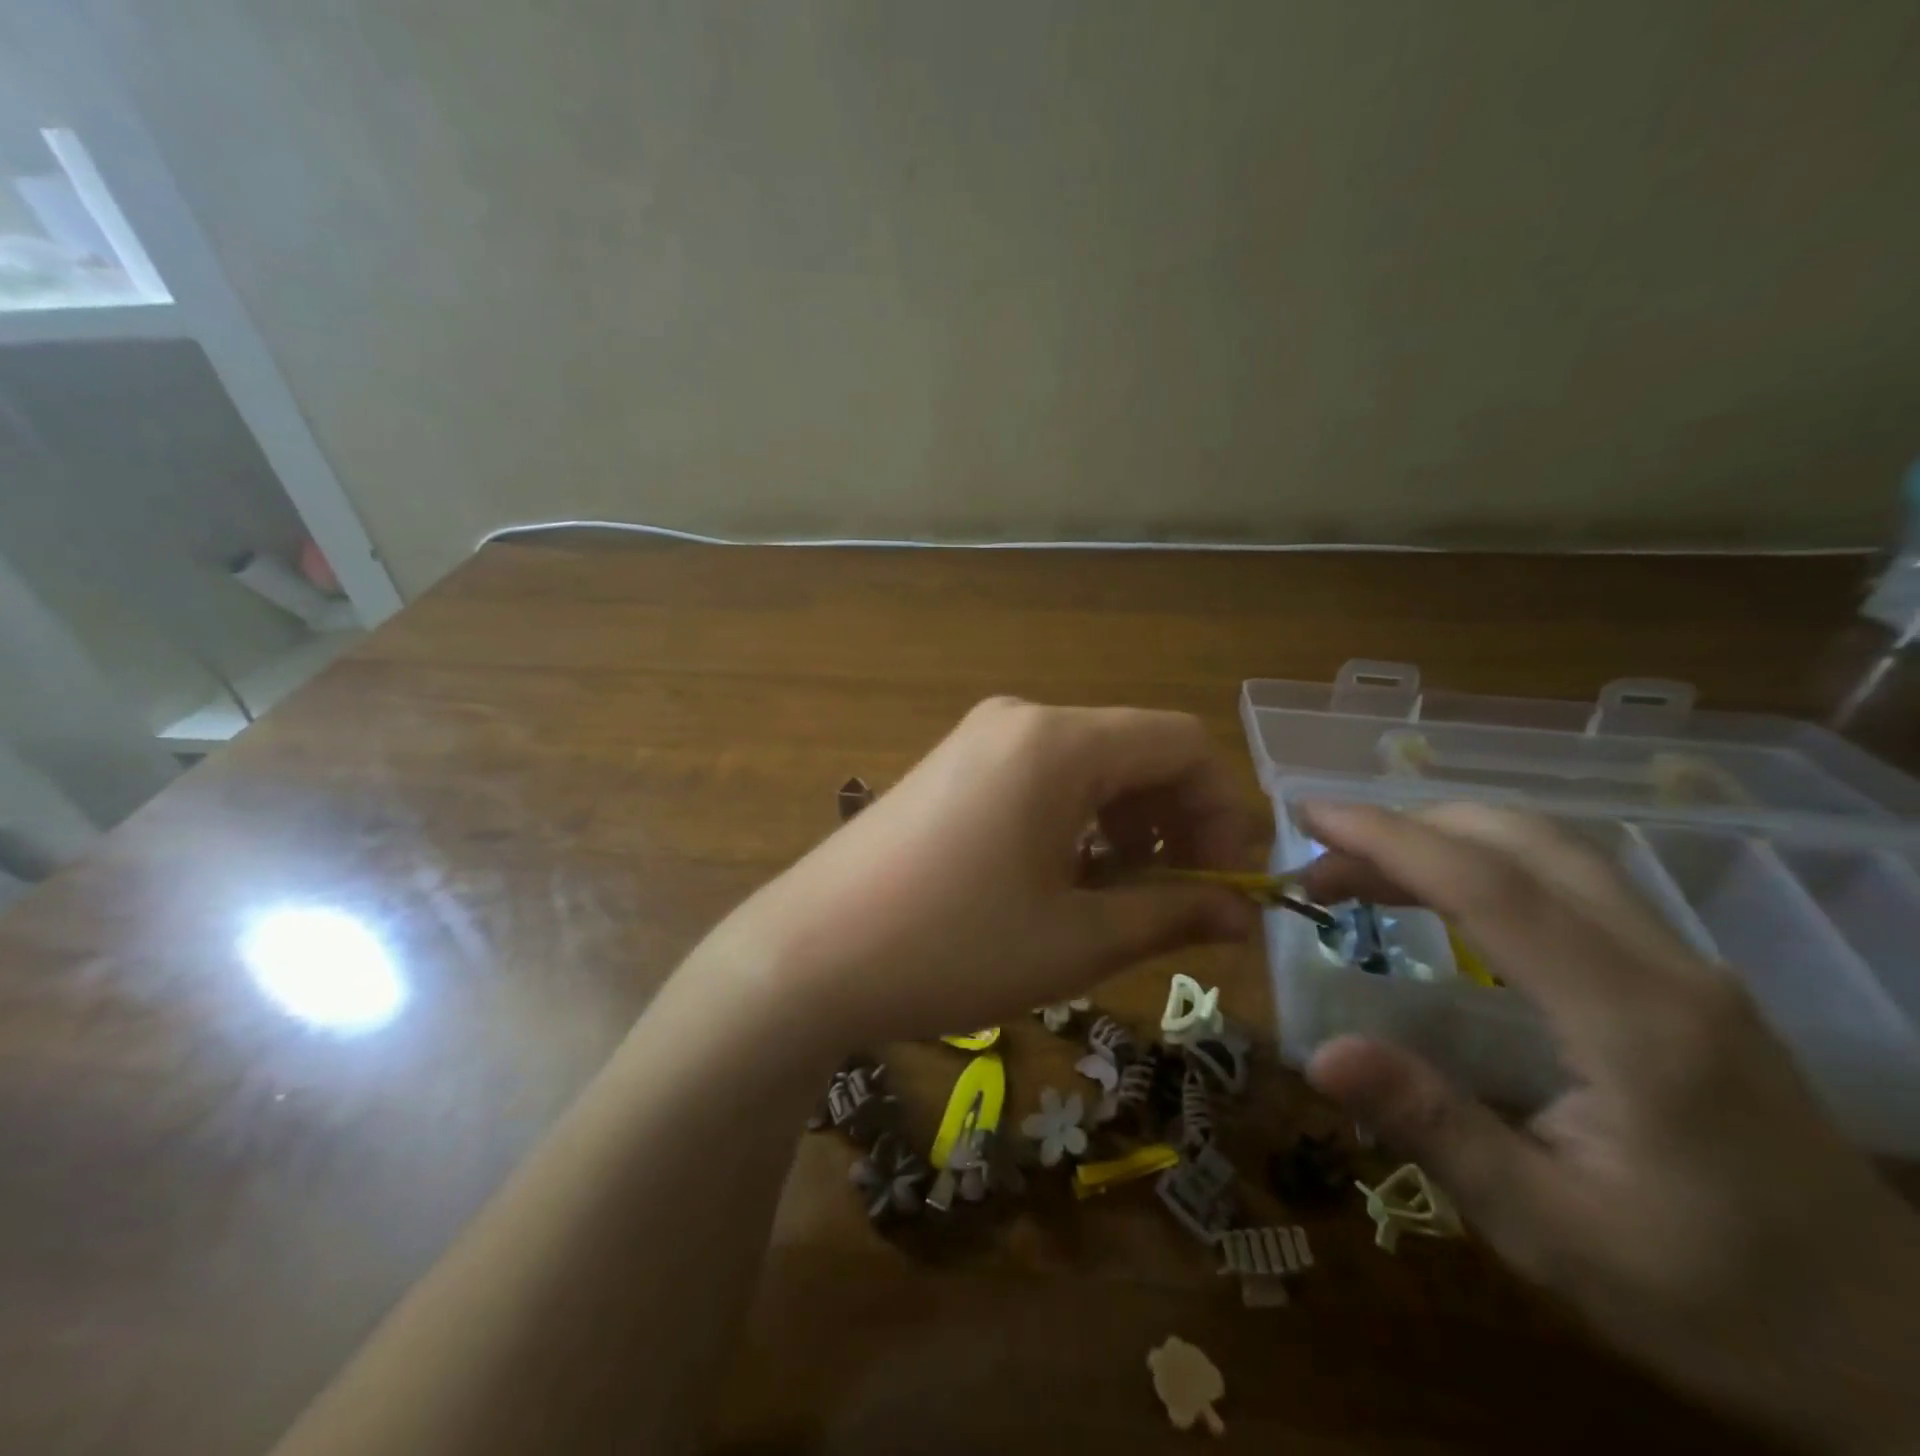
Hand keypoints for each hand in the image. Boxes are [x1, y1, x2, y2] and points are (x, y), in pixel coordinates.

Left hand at [705, 699, 1259, 1044]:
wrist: (807, 955)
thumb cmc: (951, 947)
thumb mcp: (1074, 940)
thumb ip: (1170, 915)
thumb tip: (1241, 916)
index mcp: (1058, 743)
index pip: (1180, 743)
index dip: (1221, 809)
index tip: (1225, 882)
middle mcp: (1020, 720)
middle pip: (1134, 748)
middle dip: (1175, 817)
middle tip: (1180, 896)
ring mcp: (977, 738)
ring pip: (1087, 763)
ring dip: (1125, 821)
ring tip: (1120, 893)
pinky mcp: (949, 766)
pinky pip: (1038, 775)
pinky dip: (1074, 817)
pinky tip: (1061, 876)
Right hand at [1297, 802, 1919, 1454]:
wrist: (1900, 1356)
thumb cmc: (1716, 1303)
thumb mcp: (1553, 1235)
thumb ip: (1434, 1130)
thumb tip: (1320, 1055)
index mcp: (1634, 1020)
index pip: (1492, 887)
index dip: (1390, 840)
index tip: (1310, 816)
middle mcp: (1664, 966)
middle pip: (1523, 843)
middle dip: (1406, 829)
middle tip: (1320, 860)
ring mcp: (1682, 965)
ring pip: (1549, 851)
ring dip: (1443, 839)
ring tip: (1360, 875)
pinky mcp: (1680, 977)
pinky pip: (1566, 881)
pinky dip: (1481, 863)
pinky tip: (1440, 899)